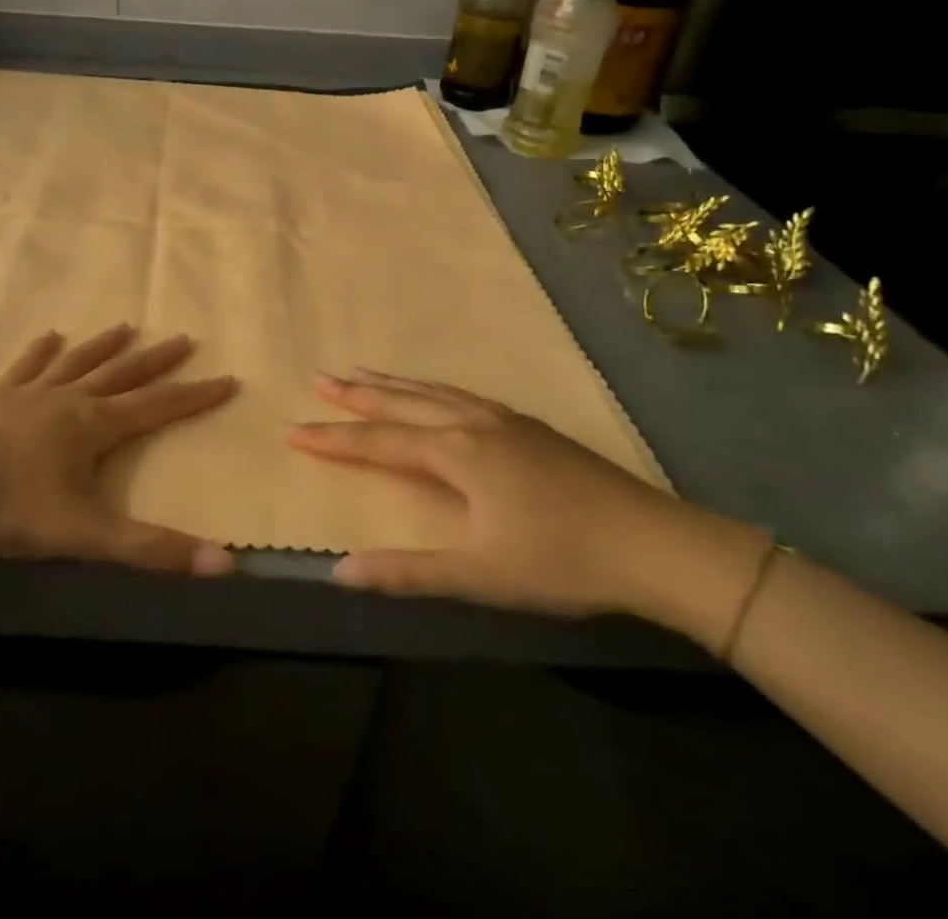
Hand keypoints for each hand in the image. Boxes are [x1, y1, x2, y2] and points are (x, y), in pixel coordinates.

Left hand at [0, 324, 239, 575]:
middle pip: (122, 374)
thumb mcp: (86, 536)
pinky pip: (24, 368)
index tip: (227, 378)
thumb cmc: (10, 510)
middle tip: (183, 338)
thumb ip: (152, 550)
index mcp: (93, 426)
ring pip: (76, 363)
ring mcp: (29, 395)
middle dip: (156, 360)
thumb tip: (226, 566)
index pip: (158, 406)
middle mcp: (67, 400)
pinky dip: (38, 352)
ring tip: (126, 325)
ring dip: (103, 346)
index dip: (195, 395)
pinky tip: (47, 336)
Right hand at [287, 370, 764, 625]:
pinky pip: (462, 394)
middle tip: (319, 378)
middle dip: (356, 394)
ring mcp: (504, 420)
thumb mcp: (481, 575)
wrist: (654, 544)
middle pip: (402, 403)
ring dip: (393, 384)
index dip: (333, 438)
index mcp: (456, 453)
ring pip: (434, 392)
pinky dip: (432, 388)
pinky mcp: (528, 427)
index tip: (293, 429)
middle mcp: (472, 423)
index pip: (379, 442)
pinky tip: (437, 393)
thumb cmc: (561, 561)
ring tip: (362, 372)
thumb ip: (408, 571)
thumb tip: (340, 572)